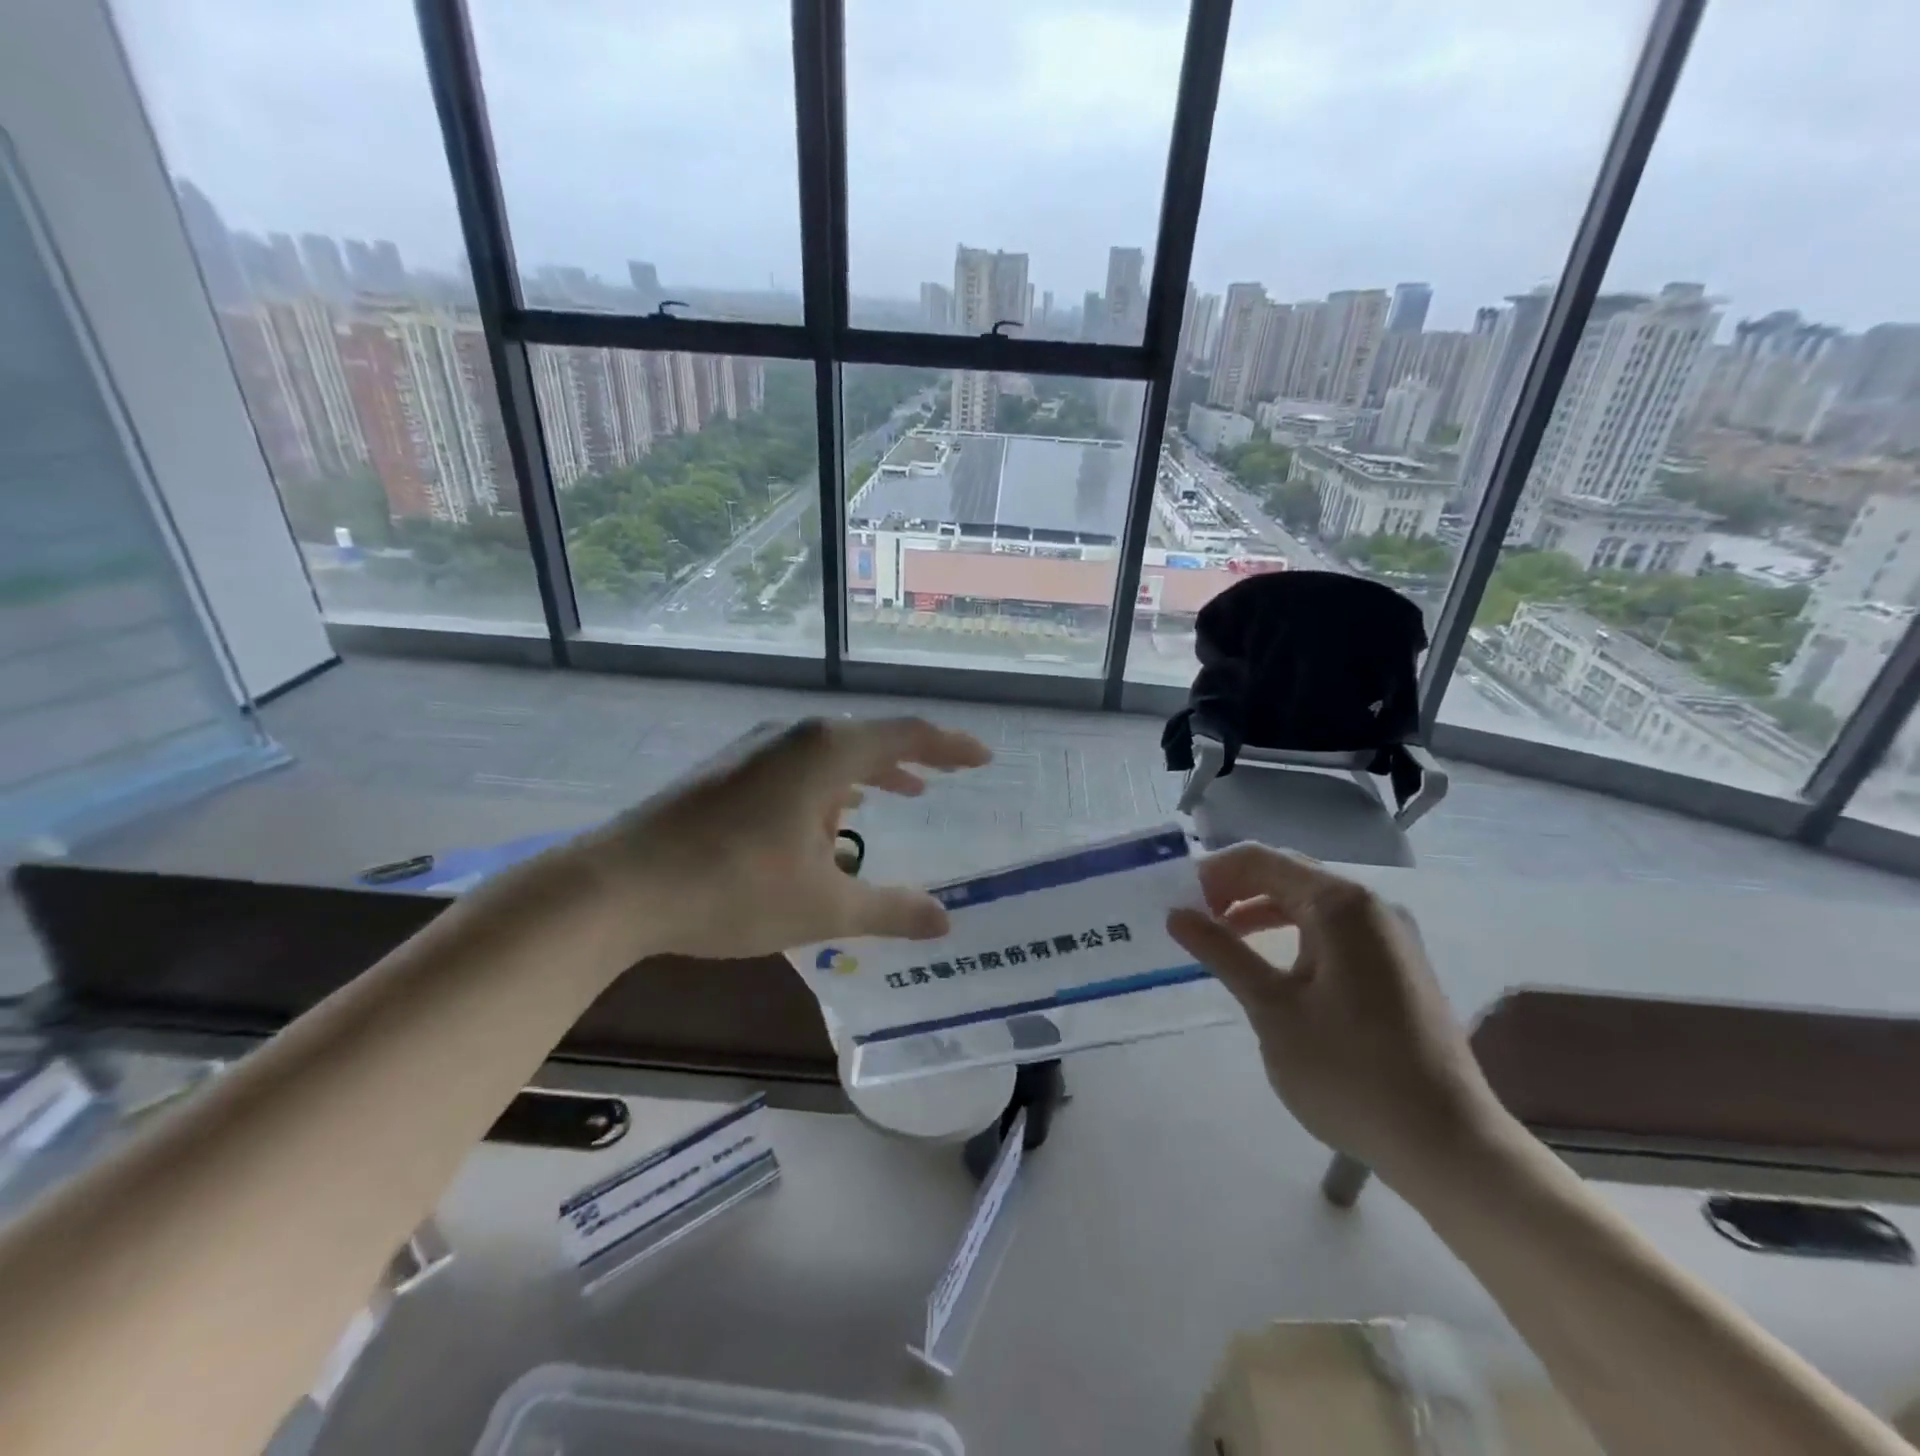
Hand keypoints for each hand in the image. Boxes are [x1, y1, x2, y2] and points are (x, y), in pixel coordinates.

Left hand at [575, 716, 991, 961]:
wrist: (617, 886)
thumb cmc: (732, 888)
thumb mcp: (823, 908)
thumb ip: (890, 910)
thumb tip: (946, 922)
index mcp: (826, 752)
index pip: (907, 735)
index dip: (951, 746)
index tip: (983, 759)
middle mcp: (793, 736)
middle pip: (868, 738)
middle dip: (911, 759)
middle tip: (944, 778)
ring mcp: (753, 750)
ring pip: (828, 753)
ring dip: (868, 774)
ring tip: (899, 795)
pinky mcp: (725, 771)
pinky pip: (796, 766)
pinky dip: (828, 786)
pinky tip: (826, 817)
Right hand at [1167, 844, 1505, 1183]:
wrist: (1446, 1145)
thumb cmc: (1349, 1072)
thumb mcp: (1272, 1009)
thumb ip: (1222, 952)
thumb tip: (1177, 915)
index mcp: (1340, 904)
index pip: (1261, 860)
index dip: (1213, 873)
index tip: (1175, 900)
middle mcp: (1370, 905)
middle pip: (1287, 874)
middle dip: (1234, 889)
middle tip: (1191, 918)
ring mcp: (1389, 935)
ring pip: (1309, 902)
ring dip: (1260, 911)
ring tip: (1220, 938)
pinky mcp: (1396, 964)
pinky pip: (1332, 929)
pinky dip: (1292, 933)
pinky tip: (1269, 965)